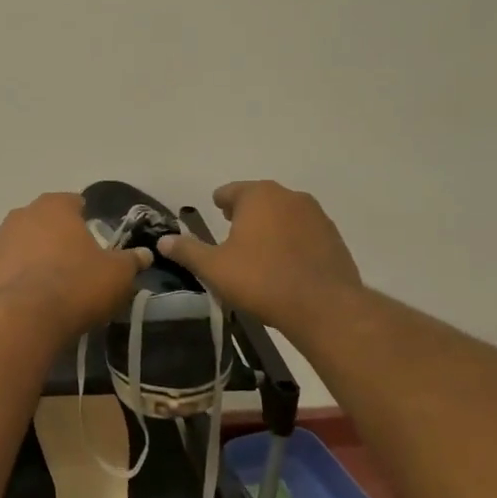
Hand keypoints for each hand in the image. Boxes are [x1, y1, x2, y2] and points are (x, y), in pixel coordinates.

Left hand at [0, 193, 149, 335]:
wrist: (26, 318)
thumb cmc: (77, 284)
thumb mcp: (118, 274)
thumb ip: (131, 260)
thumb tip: (144, 254)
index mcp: (54, 206)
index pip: (73, 202)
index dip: (85, 219)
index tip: (95, 239)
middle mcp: (22, 214)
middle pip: (45, 222)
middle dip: (57, 237)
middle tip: (75, 262)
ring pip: (22, 243)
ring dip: (34, 255)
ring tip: (51, 283)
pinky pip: (6, 268)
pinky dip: (16, 277)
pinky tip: (29, 297)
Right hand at [156, 180, 361, 328]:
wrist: (324, 307)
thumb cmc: (261, 280)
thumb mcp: (214, 267)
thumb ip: (187, 250)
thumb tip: (163, 241)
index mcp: (258, 196)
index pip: (230, 190)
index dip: (219, 202)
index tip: (215, 212)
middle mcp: (289, 196)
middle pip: (259, 199)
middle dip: (245, 212)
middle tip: (232, 232)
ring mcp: (316, 216)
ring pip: (284, 214)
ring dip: (270, 226)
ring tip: (258, 250)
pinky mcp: (334, 237)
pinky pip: (304, 232)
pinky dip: (292, 241)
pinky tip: (285, 263)